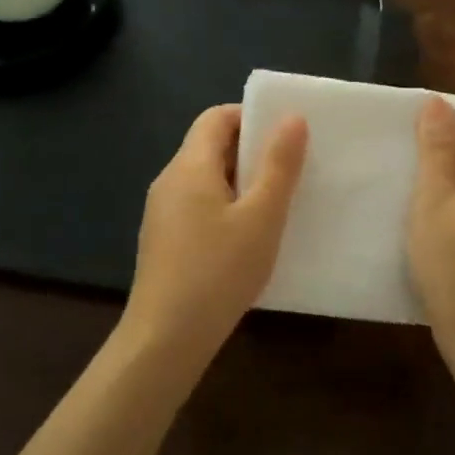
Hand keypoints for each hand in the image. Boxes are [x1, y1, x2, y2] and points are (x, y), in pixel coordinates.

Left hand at [122, 104, 307, 355]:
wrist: (165, 338)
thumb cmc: (218, 271)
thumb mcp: (261, 217)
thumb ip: (279, 166)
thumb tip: (292, 117)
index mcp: (189, 166)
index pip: (216, 117)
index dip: (250, 117)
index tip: (285, 135)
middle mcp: (169, 180)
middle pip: (209, 146)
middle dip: (250, 151)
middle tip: (290, 168)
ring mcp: (162, 212)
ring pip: (205, 178)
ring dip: (240, 181)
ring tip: (276, 202)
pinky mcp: (163, 240)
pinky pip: (197, 205)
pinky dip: (225, 206)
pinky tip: (248, 236)